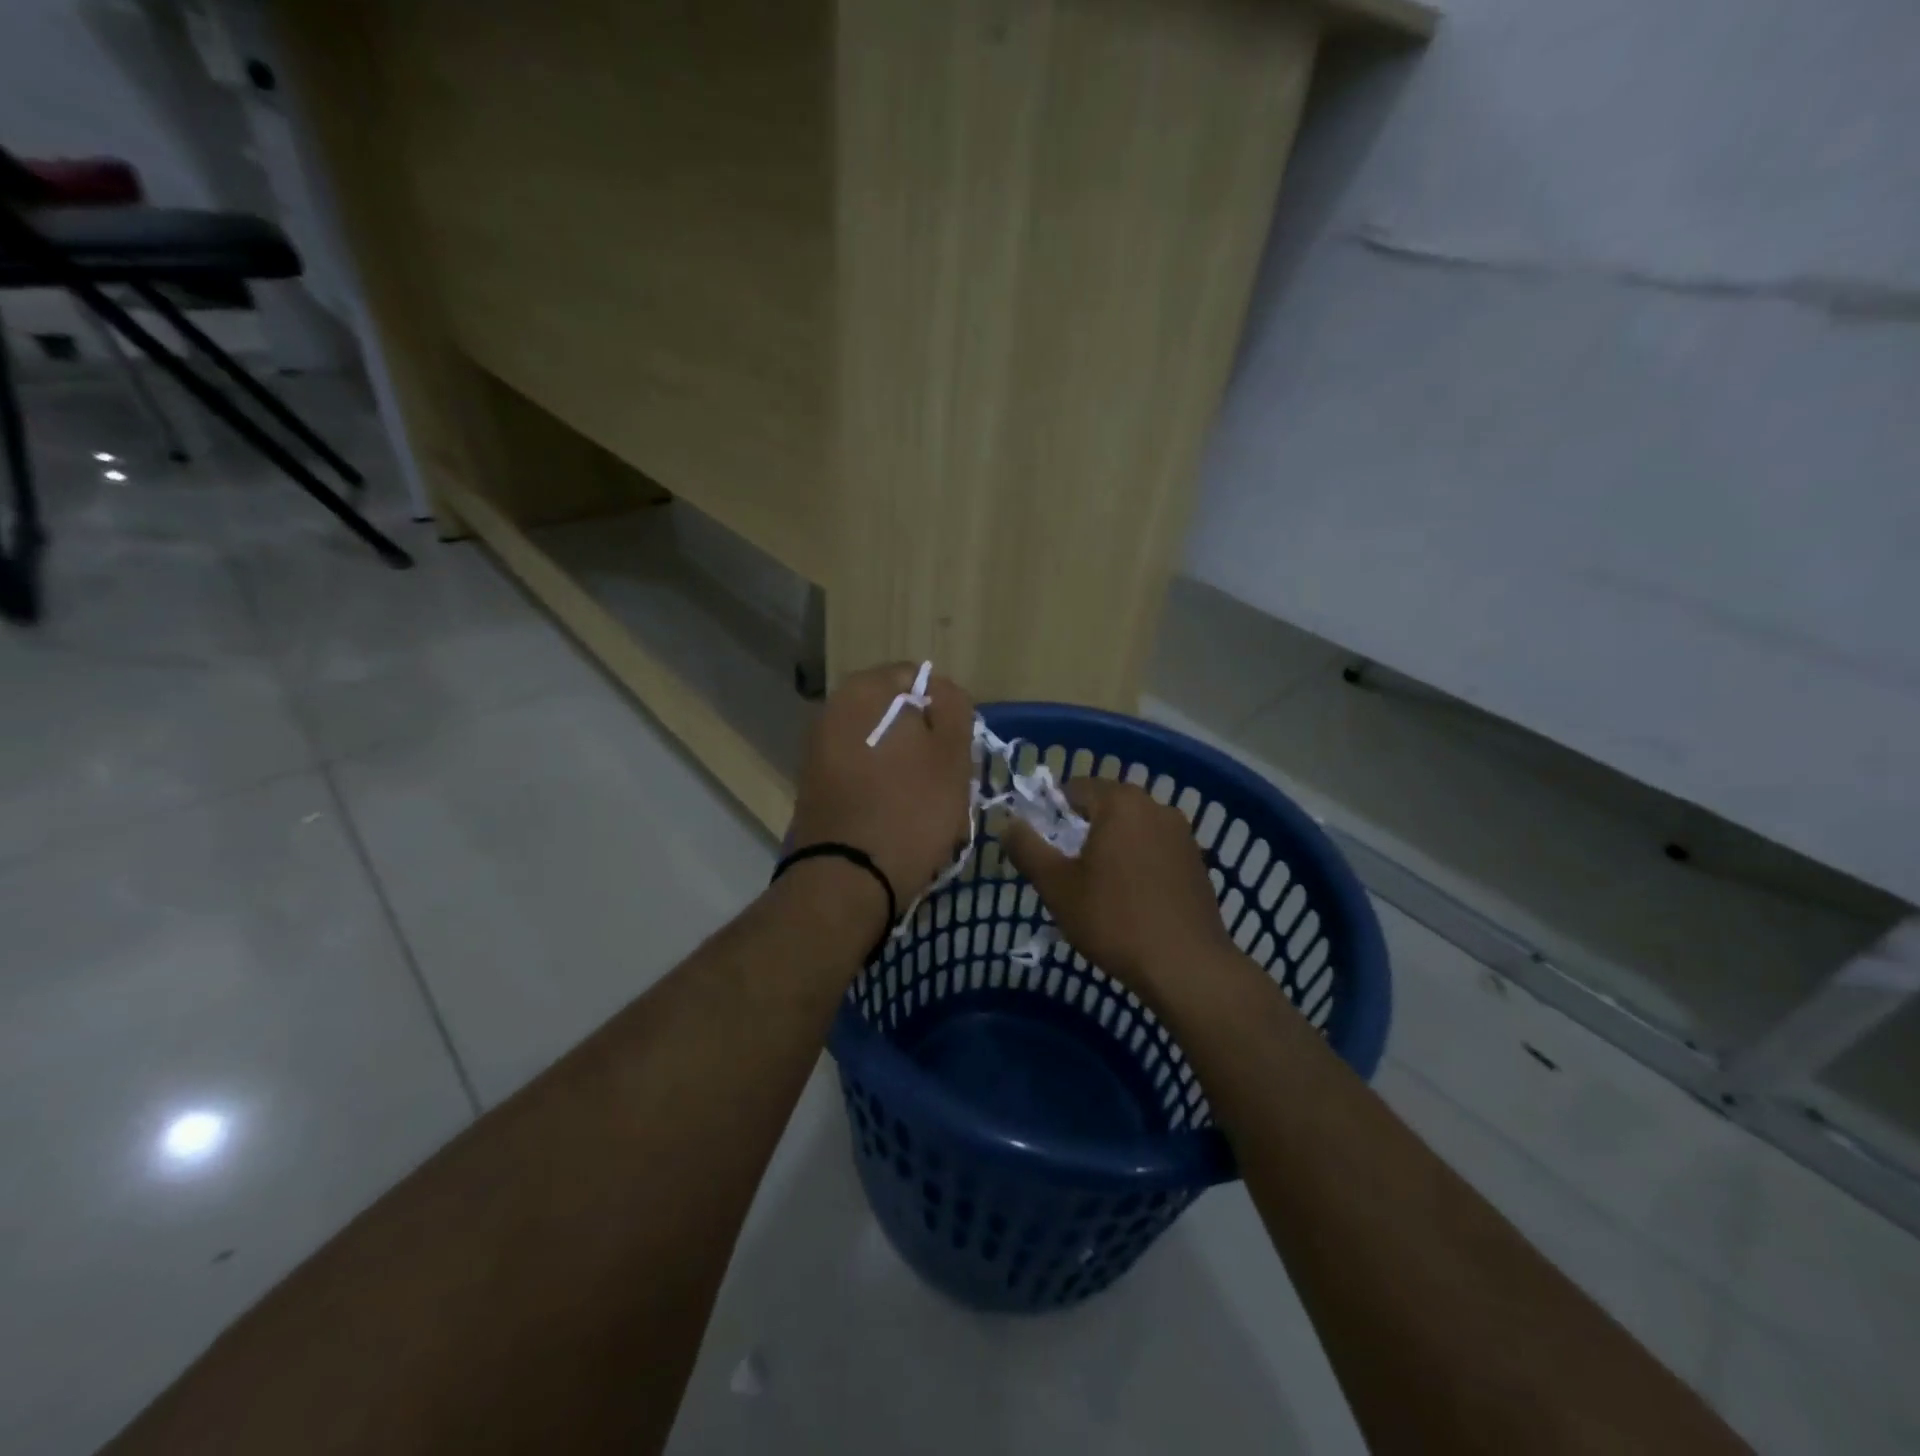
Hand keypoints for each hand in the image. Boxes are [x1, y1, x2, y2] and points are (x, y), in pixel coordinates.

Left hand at [788, 663, 975, 922]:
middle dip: (926, 741)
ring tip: (927, 804)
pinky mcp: (816, 787)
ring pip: (882, 747)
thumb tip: (940, 692)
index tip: (959, 746)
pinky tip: (899, 818)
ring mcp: (819, 751)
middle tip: (948, 779)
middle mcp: (832, 711)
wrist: (848, 880)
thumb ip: (953, 707)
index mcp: (864, 691)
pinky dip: (884, 788)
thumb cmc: (910, 810)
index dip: (946, 709)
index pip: (917, 678)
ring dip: (907, 767)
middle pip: (897, 715)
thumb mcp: (952, 753)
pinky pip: (862, 775)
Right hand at [1001, 778, 1235, 1003]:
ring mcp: (1182, 835)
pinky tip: (1131, 899)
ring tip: (1097, 887)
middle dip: (1083, 830)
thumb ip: (1027, 848)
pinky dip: (1138, 863)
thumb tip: (1008, 823)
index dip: (1052, 811)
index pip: (1076, 788)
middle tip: (1065, 868)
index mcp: (1121, 803)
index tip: (1042, 844)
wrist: (1187, 966)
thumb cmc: (1114, 919)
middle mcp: (1156, 807)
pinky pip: (1155, 850)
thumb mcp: (1057, 886)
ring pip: (1133, 829)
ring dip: (1112, 847)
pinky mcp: (1197, 863)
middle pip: (1107, 807)